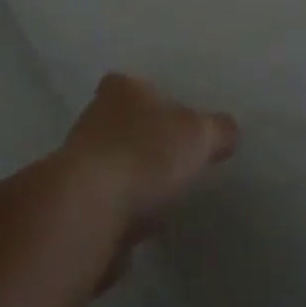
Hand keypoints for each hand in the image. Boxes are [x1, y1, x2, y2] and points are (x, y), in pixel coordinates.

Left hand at [56, 74, 238, 276]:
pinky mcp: (77, 199)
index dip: (162, 102)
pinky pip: (111, 198)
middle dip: (149, 140)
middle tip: (180, 159)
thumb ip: (217, 129)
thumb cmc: (145, 154)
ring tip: (167, 193)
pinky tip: (145, 221)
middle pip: (128, 123)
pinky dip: (126, 206)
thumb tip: (228, 130)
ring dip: (136, 175)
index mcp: (120, 88)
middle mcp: (94, 115)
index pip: (140, 85)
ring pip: (118, 161)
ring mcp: (81, 158)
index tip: (183, 124)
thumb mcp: (198, 135)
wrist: (90, 209)